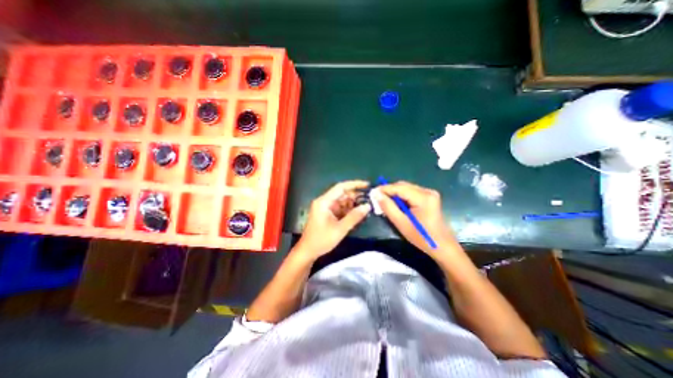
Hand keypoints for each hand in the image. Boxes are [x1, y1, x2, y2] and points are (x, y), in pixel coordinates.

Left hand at [294, 181, 369, 258]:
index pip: (340, 187)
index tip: (367, 185)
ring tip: (366, 207)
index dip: (354, 184)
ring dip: (353, 204)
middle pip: (342, 194)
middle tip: (369, 200)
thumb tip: (367, 206)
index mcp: (324, 202)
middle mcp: (324, 202)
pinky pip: (340, 208)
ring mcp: (325, 208)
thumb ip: (354, 217)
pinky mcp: (327, 214)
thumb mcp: (340, 229)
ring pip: (342, 201)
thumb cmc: (321, 240)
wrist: (308, 251)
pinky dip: (348, 210)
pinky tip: (357, 214)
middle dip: (355, 196)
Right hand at [374, 180, 457, 256]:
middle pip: (403, 185)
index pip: (399, 187)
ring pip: (406, 188)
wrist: (442, 246)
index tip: (372, 192)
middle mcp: (427, 191)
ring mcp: (429, 193)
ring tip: (385, 202)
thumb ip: (388, 207)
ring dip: (395, 194)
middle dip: (389, 191)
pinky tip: (396, 204)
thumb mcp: (401, 223)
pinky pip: (411, 193)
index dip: (384, 189)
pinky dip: (401, 197)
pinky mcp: (429, 197)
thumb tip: (376, 194)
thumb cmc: (422, 237)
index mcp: (423, 197)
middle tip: (377, 198)